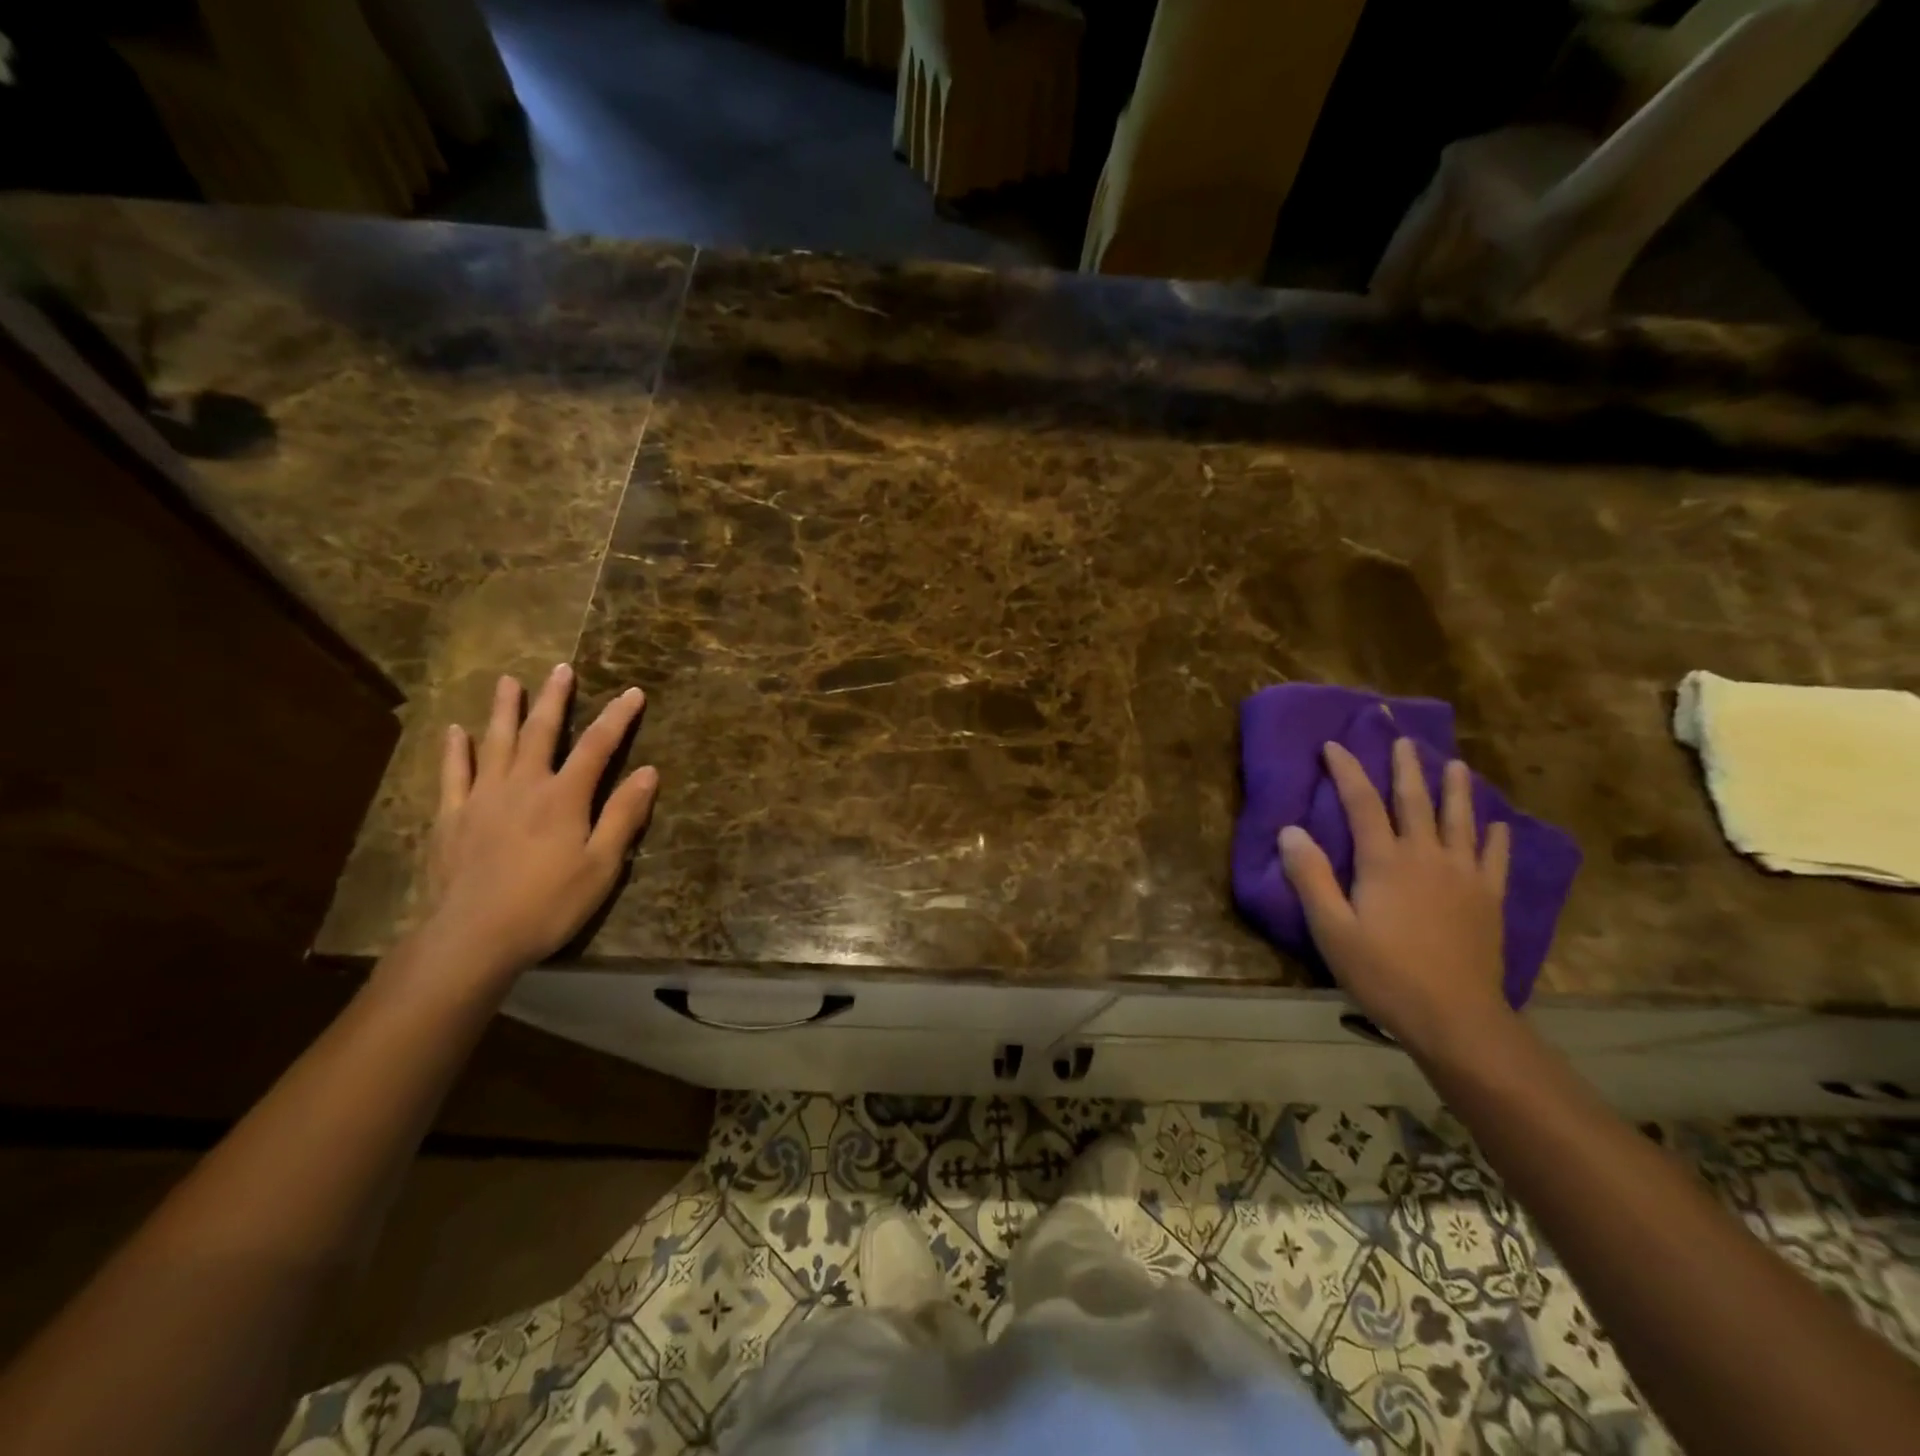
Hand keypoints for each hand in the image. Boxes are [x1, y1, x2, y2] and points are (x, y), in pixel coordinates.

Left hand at [418, 665, 658, 982]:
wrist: (473, 937)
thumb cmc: (548, 904)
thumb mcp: (601, 865)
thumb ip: (623, 815)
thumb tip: (648, 772)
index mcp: (564, 797)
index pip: (598, 746)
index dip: (617, 717)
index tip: (634, 693)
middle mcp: (523, 785)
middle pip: (541, 732)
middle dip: (555, 699)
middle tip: (561, 668)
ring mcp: (482, 798)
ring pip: (495, 742)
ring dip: (504, 710)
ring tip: (508, 682)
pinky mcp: (452, 817)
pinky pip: (453, 774)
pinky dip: (456, 750)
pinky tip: (456, 731)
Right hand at [1279, 738, 1512, 1058]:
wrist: (1456, 1018)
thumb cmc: (1384, 973)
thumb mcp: (1331, 929)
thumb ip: (1311, 877)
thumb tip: (1291, 831)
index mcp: (1385, 861)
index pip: (1362, 804)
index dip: (1347, 772)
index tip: (1334, 746)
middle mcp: (1427, 857)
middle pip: (1415, 802)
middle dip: (1406, 769)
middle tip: (1404, 740)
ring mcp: (1464, 877)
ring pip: (1460, 821)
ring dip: (1456, 790)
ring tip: (1456, 765)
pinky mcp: (1488, 900)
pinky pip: (1495, 859)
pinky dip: (1496, 837)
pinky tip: (1498, 826)